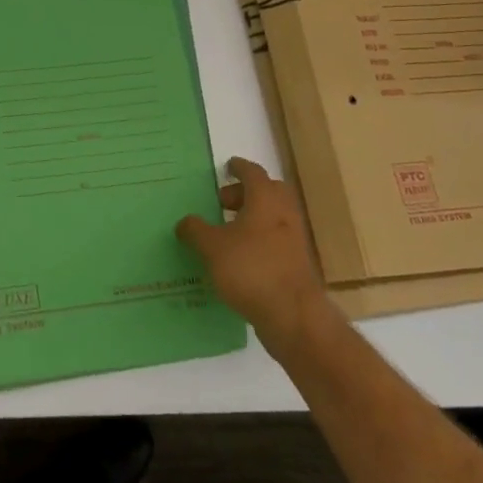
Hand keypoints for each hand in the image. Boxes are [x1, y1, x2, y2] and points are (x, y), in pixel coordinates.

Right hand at [177, 157, 332, 346]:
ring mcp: (294, 240)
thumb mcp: (212, 248)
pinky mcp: (297, 265)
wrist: (294, 316)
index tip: (228, 167)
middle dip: (247, 193)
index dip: (240, 168)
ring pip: (274, 217)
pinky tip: (239, 258)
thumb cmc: (251, 270)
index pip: (254, 173)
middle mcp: (284, 215)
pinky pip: (276, 241)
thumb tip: (184, 222)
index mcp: (265, 200)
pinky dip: (259, 240)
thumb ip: (195, 231)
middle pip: (269, 192)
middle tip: (224, 203)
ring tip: (227, 232)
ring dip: (253, 218)